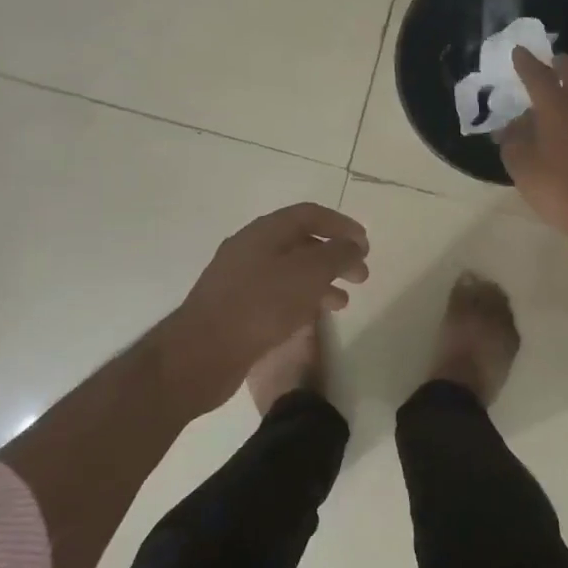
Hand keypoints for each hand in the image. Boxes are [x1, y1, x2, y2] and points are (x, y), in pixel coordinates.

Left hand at [172, 202, 369, 395]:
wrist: (202, 353)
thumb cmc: (260, 306)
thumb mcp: (308, 274)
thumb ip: (336, 254)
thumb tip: (353, 244)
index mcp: (264, 232)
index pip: (309, 215)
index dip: (341, 225)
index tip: (365, 244)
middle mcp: (250, 249)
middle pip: (300, 243)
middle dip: (334, 256)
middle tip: (360, 276)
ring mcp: (239, 279)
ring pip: (289, 271)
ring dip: (320, 281)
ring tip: (342, 302)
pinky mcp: (235, 308)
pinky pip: (276, 295)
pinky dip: (300, 300)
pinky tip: (312, 318)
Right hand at [498, 48, 567, 237]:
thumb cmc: (557, 187)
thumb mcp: (521, 166)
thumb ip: (512, 140)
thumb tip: (511, 126)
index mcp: (557, 106)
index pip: (538, 75)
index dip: (526, 63)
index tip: (518, 52)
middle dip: (560, 63)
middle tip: (550, 62)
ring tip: (562, 92)